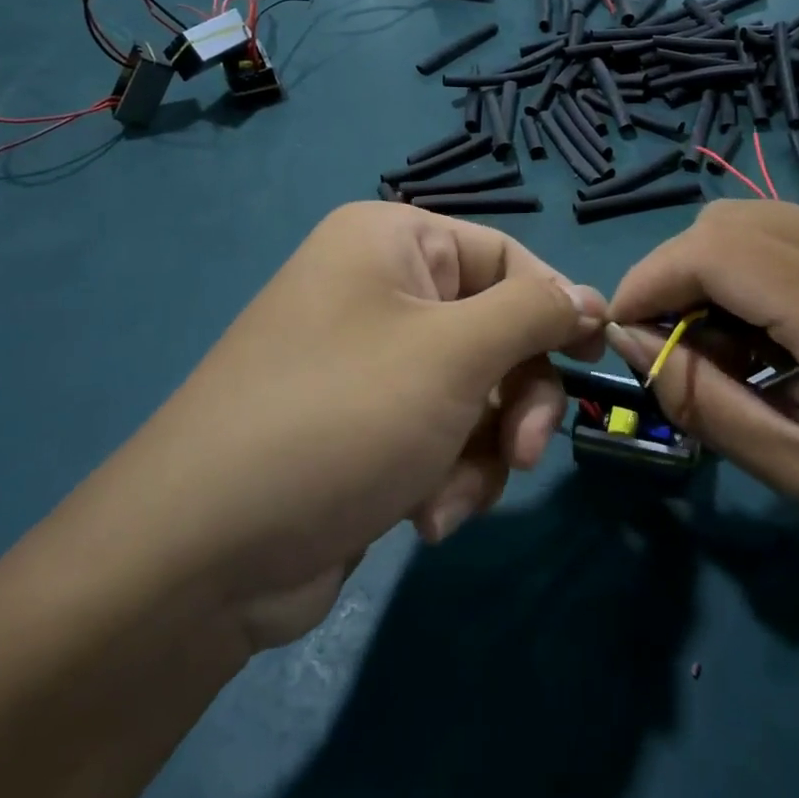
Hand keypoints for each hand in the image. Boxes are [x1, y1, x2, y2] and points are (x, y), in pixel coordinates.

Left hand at [83, 203, 604, 645]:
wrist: (205, 554)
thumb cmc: (341, 417)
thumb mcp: (454, 354)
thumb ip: (536, 315)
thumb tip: (593, 296)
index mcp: (392, 243)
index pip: (508, 256)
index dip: (554, 307)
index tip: (593, 360)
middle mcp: (381, 291)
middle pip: (497, 330)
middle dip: (516, 399)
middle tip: (522, 452)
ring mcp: (373, 363)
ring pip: (478, 394)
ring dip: (482, 452)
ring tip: (448, 498)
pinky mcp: (369, 427)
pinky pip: (444, 435)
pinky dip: (449, 477)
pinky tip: (423, 518)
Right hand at [606, 202, 798, 629]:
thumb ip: (703, 399)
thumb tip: (628, 339)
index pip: (716, 250)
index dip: (651, 281)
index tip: (623, 333)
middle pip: (731, 220)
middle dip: (680, 275)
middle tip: (676, 348)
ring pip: (760, 219)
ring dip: (719, 274)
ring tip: (728, 350)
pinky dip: (761, 274)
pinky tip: (778, 336)